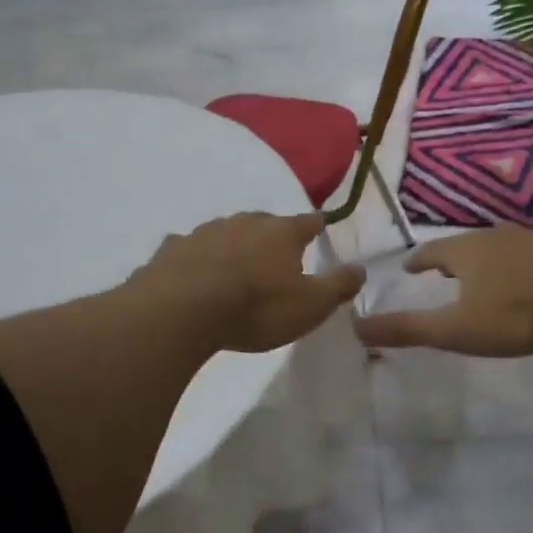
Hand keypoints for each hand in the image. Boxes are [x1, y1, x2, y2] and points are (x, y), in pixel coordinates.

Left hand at [134, 212, 364, 354]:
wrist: (182, 311)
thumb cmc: (256, 308)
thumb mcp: (311, 306)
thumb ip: (338, 285)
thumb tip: (361, 267)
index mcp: (282, 233)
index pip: (308, 222)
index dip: (317, 225)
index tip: (321, 226)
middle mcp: (244, 223)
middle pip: (265, 222)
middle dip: (273, 234)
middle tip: (278, 252)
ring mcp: (204, 232)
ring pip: (226, 232)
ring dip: (234, 244)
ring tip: (237, 264)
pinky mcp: (172, 249)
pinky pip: (191, 249)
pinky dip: (197, 257)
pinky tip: (194, 272)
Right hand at [353, 225, 532, 356]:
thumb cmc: (513, 313)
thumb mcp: (455, 329)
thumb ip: (408, 329)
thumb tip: (356, 327)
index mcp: (465, 252)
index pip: (431, 252)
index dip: (418, 261)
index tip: (409, 268)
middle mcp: (495, 237)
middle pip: (465, 244)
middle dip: (451, 257)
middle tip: (443, 270)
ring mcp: (531, 240)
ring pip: (499, 245)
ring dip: (486, 257)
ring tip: (482, 271)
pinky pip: (530, 253)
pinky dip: (519, 263)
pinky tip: (528, 275)